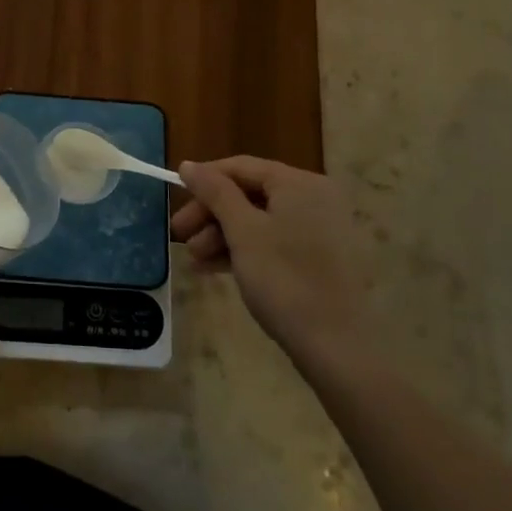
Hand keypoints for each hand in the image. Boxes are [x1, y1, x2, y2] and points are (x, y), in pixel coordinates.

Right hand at [173, 156, 366, 361]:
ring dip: (222, 235)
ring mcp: (320, 229)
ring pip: (259, 220)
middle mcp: (314, 198)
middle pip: (249, 193)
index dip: (204, 179)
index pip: (241, 167)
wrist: (337, 346)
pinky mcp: (319, 258)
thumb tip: (188, 164)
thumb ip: (214, 192)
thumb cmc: (284, 279)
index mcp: (299, 183)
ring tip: (195, 260)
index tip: (174, 197)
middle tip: (180, 235)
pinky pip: (274, 241)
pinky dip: (244, 250)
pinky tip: (215, 269)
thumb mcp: (242, 231)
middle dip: (211, 214)